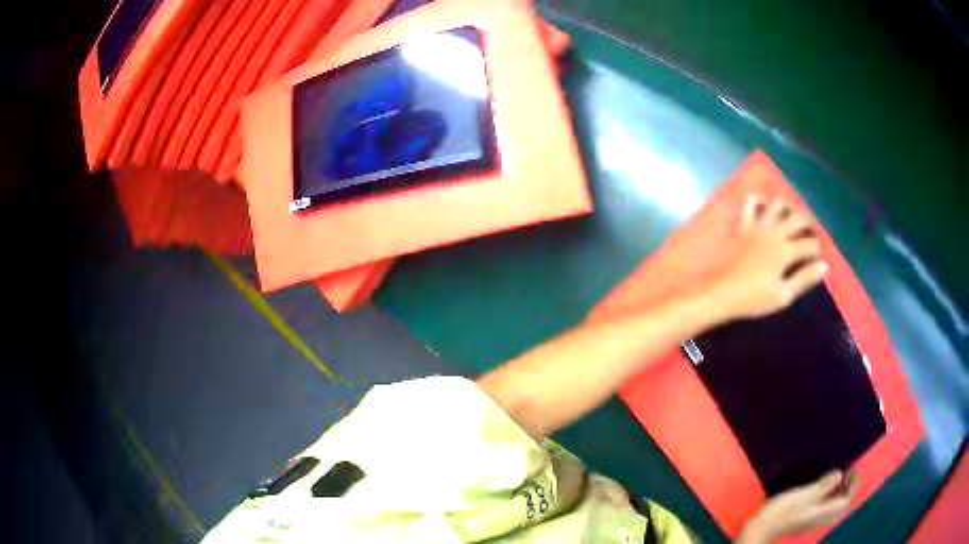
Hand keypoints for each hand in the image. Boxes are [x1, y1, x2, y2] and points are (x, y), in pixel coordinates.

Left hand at [709, 195, 826, 321]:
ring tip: (794, 219)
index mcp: (786, 250)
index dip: (818, 251)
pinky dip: (761, 200)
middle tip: (813, 235)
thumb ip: (804, 279)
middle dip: (811, 224)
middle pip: (799, 217)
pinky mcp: (744, 225)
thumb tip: (824, 266)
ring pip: (779, 204)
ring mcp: (758, 225)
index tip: (819, 260)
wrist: (722, 293)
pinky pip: (751, 203)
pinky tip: (767, 208)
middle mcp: (775, 231)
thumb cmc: (754, 299)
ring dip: (790, 208)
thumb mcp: (783, 295)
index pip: (810, 244)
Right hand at [738, 470, 858, 543]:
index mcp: (825, 512)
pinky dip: (827, 497)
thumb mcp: (806, 495)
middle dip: (846, 489)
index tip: (853, 468)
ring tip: (835, 477)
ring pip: (831, 507)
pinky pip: (823, 508)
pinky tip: (820, 489)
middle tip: (846, 471)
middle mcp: (821, 518)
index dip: (853, 484)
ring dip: (836, 492)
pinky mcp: (803, 520)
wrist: (762, 528)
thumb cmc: (785, 511)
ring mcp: (811, 520)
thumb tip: (840, 474)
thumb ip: (825, 485)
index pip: (846, 500)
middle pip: (840, 505)